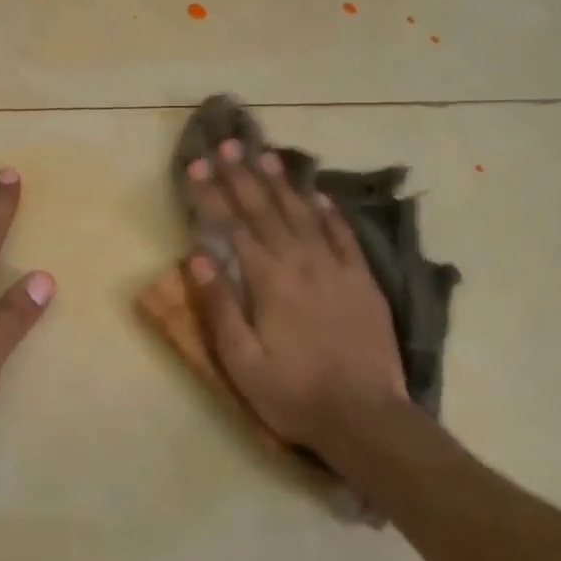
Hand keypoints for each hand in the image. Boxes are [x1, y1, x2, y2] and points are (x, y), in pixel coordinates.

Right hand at [185, 141, 406, 451]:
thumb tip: (197, 256)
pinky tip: (317, 196)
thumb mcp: (242, 362)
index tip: (194, 165)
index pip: (232, 226)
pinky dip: (328, 212)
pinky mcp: (363, 281)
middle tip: (227, 144)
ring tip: (266, 154)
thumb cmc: (294, 394)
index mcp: (268, 281)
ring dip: (282, 183)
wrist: (366, 416)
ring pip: (304, 214)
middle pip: (266, 210)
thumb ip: (219, 306)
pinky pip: (343, 235)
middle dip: (242, 175)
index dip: (210, 194)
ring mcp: (337, 268)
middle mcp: (301, 263)